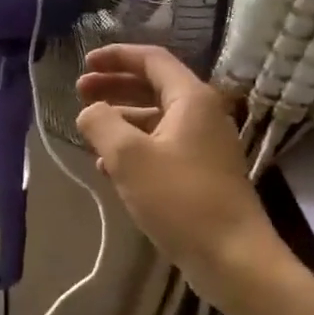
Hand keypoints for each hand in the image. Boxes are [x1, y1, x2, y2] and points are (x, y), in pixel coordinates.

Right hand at [76, 44, 277, 306]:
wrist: (233, 258)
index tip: (84, 63)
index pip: (152, 60)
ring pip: (156, 120)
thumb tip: (90, 112)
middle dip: (114, 87)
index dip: (115, 57)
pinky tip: (108, 167)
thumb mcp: (128, 157)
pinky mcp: (201, 174)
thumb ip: (101, 123)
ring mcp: (204, 146)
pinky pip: (162, 147)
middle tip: (80, 93)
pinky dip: (134, 148)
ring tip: (89, 131)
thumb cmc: (180, 199)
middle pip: (153, 87)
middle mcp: (202, 115)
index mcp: (191, 99)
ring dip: (121, 119)